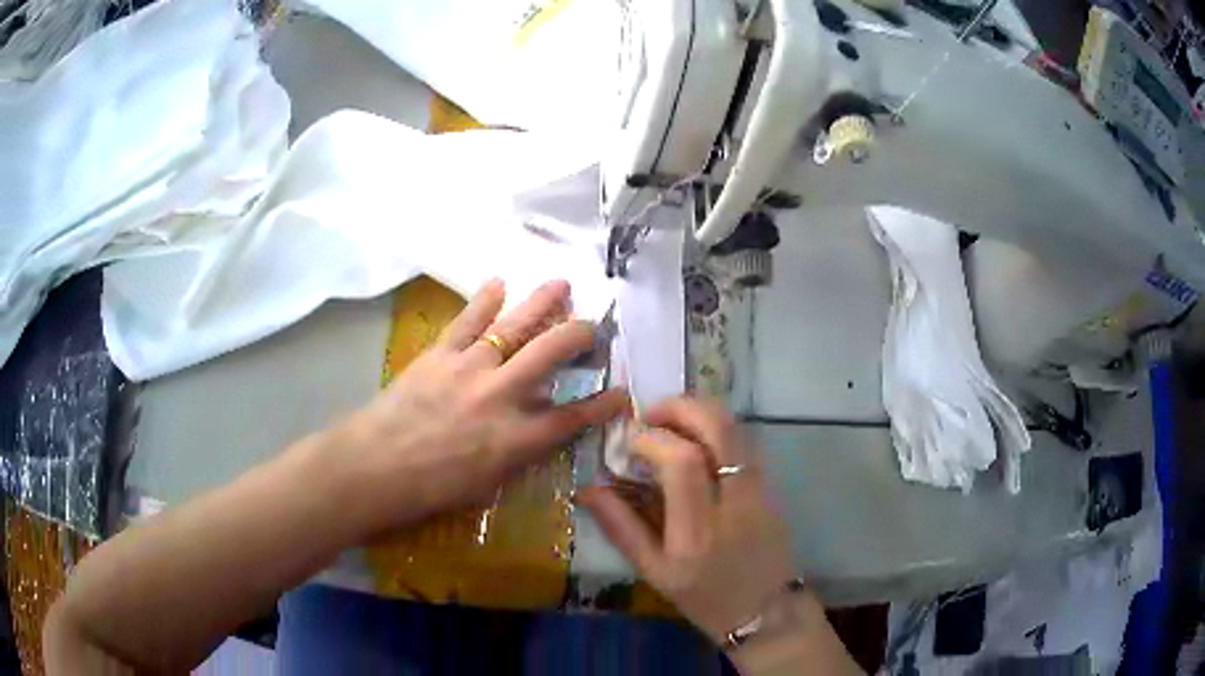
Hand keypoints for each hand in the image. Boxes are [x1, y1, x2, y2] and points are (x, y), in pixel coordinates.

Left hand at [335, 279, 628, 535]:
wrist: (375, 468)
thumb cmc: (431, 490)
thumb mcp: (487, 485)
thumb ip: (518, 453)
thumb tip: (538, 428)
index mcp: (516, 438)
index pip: (572, 418)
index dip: (602, 405)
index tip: (622, 393)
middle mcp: (502, 396)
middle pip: (552, 354)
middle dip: (581, 336)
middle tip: (594, 326)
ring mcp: (471, 368)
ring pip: (515, 327)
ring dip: (542, 303)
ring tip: (562, 284)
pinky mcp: (440, 354)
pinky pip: (467, 321)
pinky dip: (484, 300)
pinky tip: (499, 283)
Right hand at [578, 398, 796, 644]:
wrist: (766, 610)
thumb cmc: (705, 597)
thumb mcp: (654, 573)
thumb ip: (621, 529)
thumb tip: (587, 489)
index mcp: (699, 532)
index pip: (683, 462)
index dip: (652, 438)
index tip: (629, 441)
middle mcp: (736, 502)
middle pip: (719, 429)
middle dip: (681, 407)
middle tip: (650, 414)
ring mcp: (761, 490)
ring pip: (737, 428)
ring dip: (700, 412)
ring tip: (670, 422)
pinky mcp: (773, 486)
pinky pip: (745, 441)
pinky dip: (717, 428)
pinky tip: (697, 441)